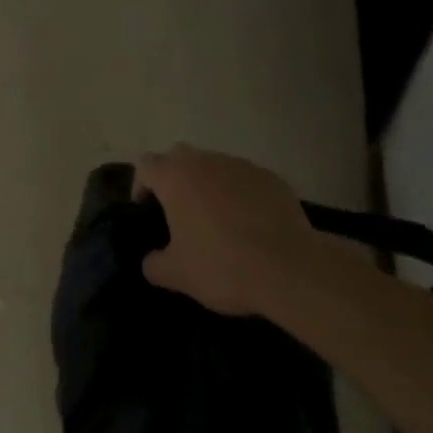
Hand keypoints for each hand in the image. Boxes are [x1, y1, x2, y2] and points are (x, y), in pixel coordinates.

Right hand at [133, 145, 323, 317]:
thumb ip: (155, 265)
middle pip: (179, 156)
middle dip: (175, 177)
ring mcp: (239, 166)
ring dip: (209, 184)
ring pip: (214, 166)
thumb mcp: (178, 275)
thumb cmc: (224, 266)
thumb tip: (151, 262)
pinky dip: (241, 194)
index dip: (141, 184)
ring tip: (218, 219)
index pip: (146, 165)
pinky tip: (252, 224)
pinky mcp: (270, 178)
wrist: (291, 269)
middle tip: (180, 210)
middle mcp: (203, 161)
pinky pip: (245, 180)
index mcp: (174, 177)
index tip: (146, 208)